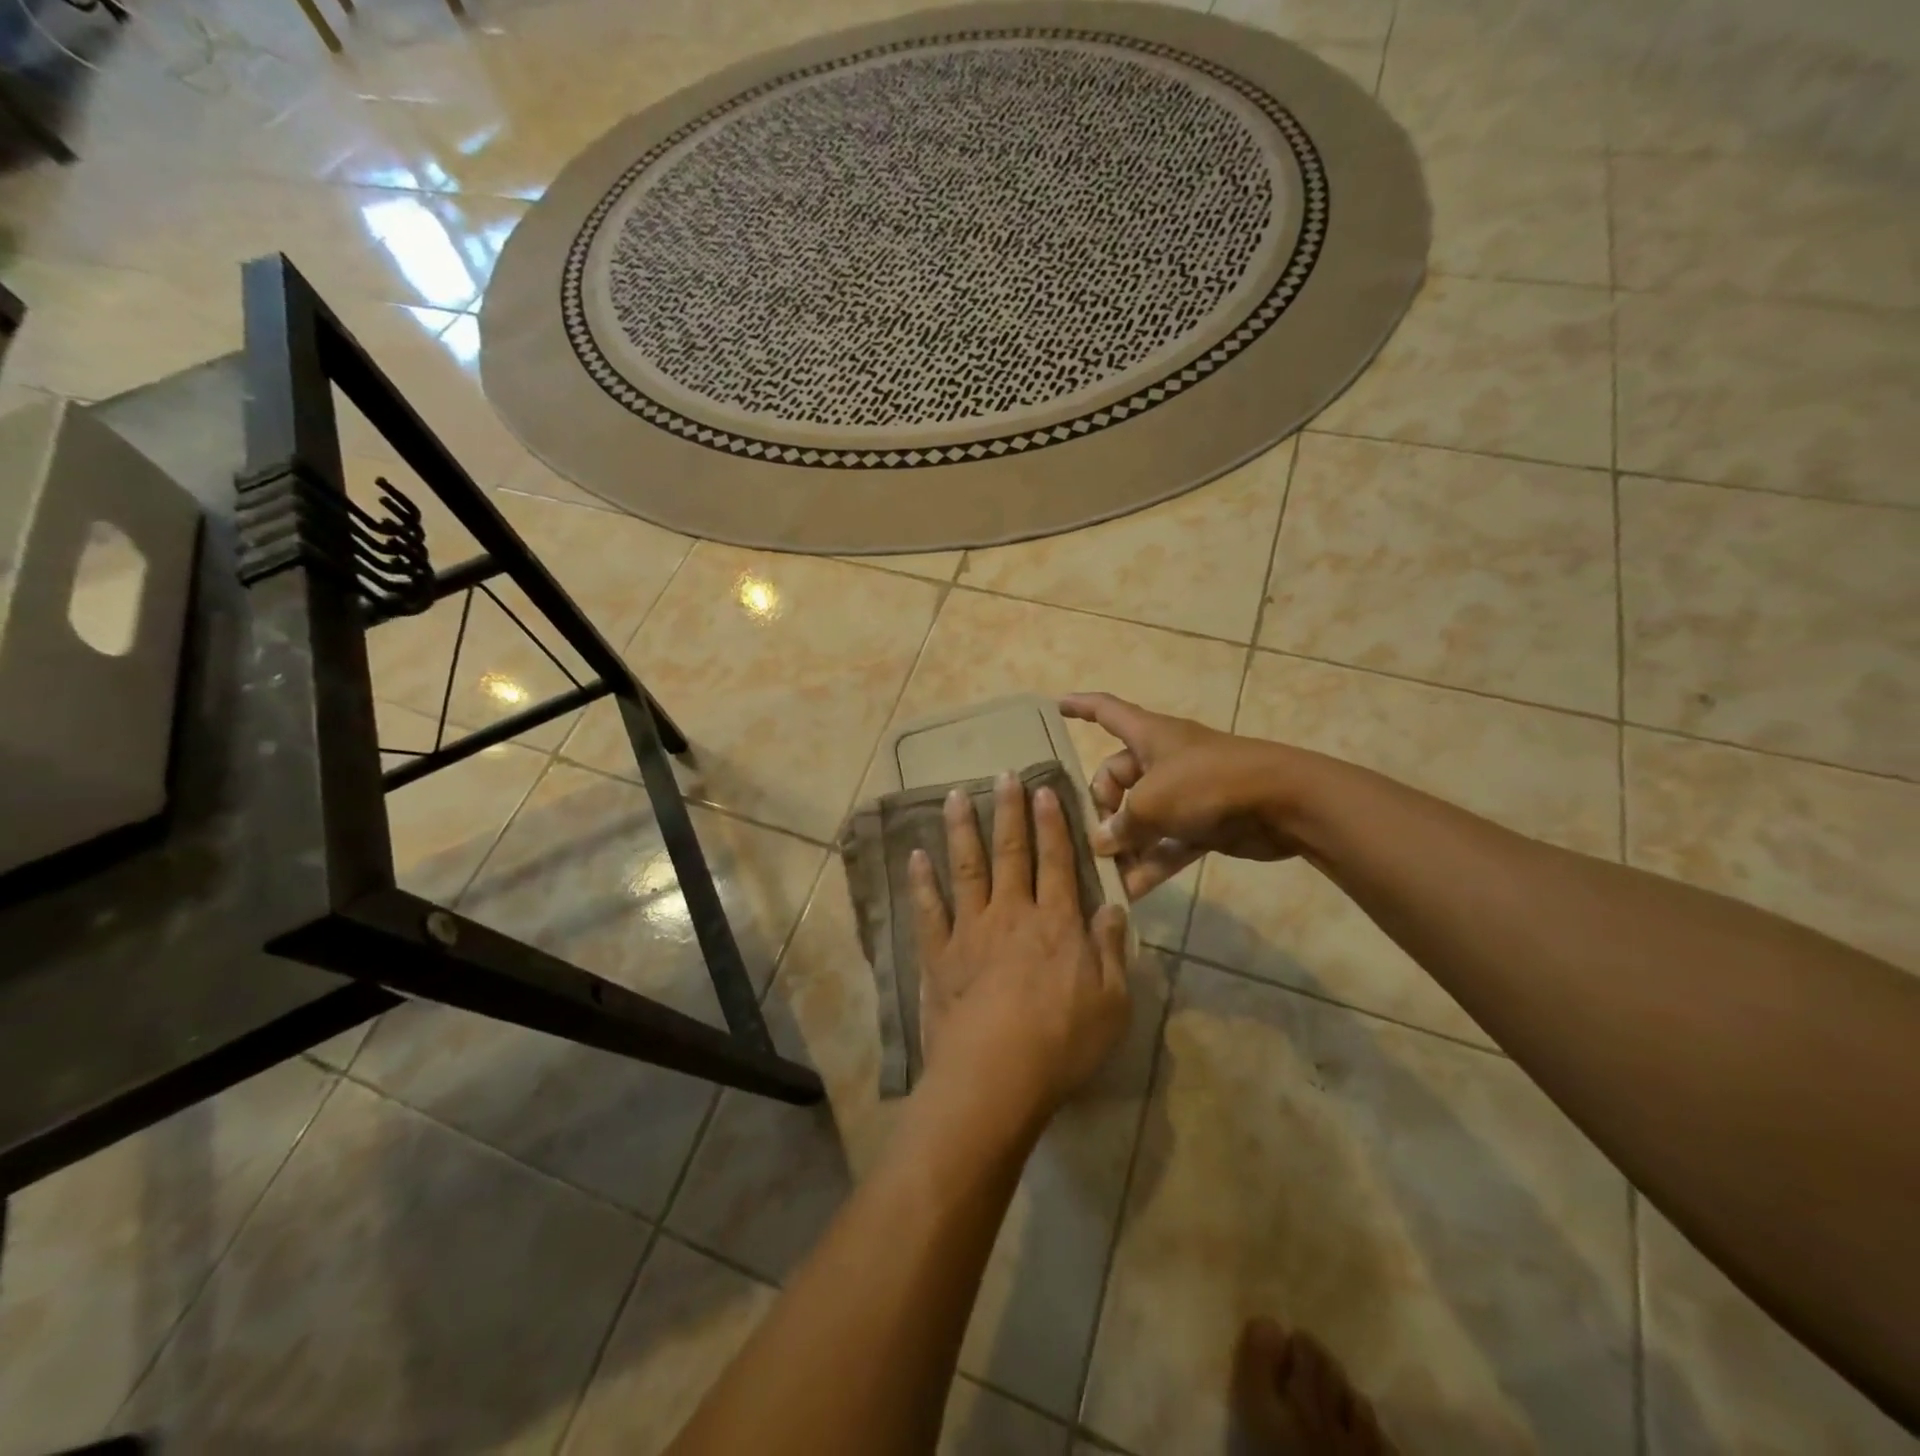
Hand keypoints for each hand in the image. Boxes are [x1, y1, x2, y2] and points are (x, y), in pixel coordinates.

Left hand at [909, 772, 1131, 1127]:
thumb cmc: (1062, 1044)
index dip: (1052, 824)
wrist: (995, 1075)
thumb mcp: (1112, 1002)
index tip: (1044, 790)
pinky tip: (915, 856)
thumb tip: (1112, 907)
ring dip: (962, 829)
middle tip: (1004, 774)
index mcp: (1056, 923)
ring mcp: (970, 931)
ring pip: (966, 868)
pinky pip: (928, 909)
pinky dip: (921, 881)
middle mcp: (1012, 914)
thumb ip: (1112, 951)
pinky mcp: (938, 954)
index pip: (1056, 861)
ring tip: (956, 795)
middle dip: (1009, 811)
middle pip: (1011, 852)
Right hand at [1060, 692, 1304, 898]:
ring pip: (1141, 816)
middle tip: (1092, 838)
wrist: (1283, 802)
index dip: (1079, 707)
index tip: (1055, 707)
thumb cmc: (1207, 784)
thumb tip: (1103, 843)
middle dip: (1101, 807)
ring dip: (1124, 844)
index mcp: (1148, 735)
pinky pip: (1167, 842)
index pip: (1106, 711)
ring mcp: (1185, 792)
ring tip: (1103, 874)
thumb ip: (1121, 824)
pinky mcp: (1204, 822)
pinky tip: (1132, 891)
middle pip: (1117, 777)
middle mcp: (1163, 759)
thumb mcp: (1152, 802)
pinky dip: (1152, 862)